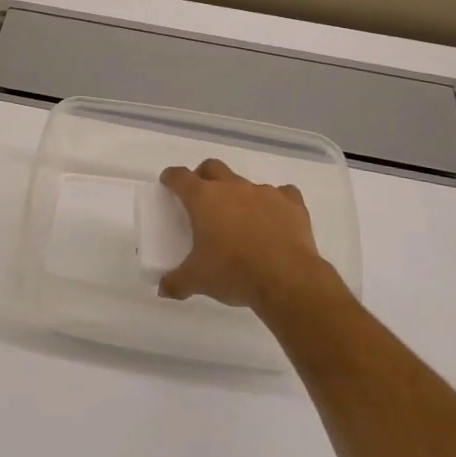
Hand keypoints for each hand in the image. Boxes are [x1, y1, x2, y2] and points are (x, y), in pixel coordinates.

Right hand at [158, 159, 341, 313]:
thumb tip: (163, 289)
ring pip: (246, 183)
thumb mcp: (197, 281)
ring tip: (241, 219)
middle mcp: (232, 187)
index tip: (168, 183)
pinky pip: (282, 194)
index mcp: (204, 199)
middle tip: (202, 198)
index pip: (180, 177)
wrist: (287, 279)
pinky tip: (275, 219)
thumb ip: (176, 282)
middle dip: (204, 176)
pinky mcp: (292, 203)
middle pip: (212, 167)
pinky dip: (275, 203)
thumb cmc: (234, 272)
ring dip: (239, 195)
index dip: (171, 178)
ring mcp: (264, 192)